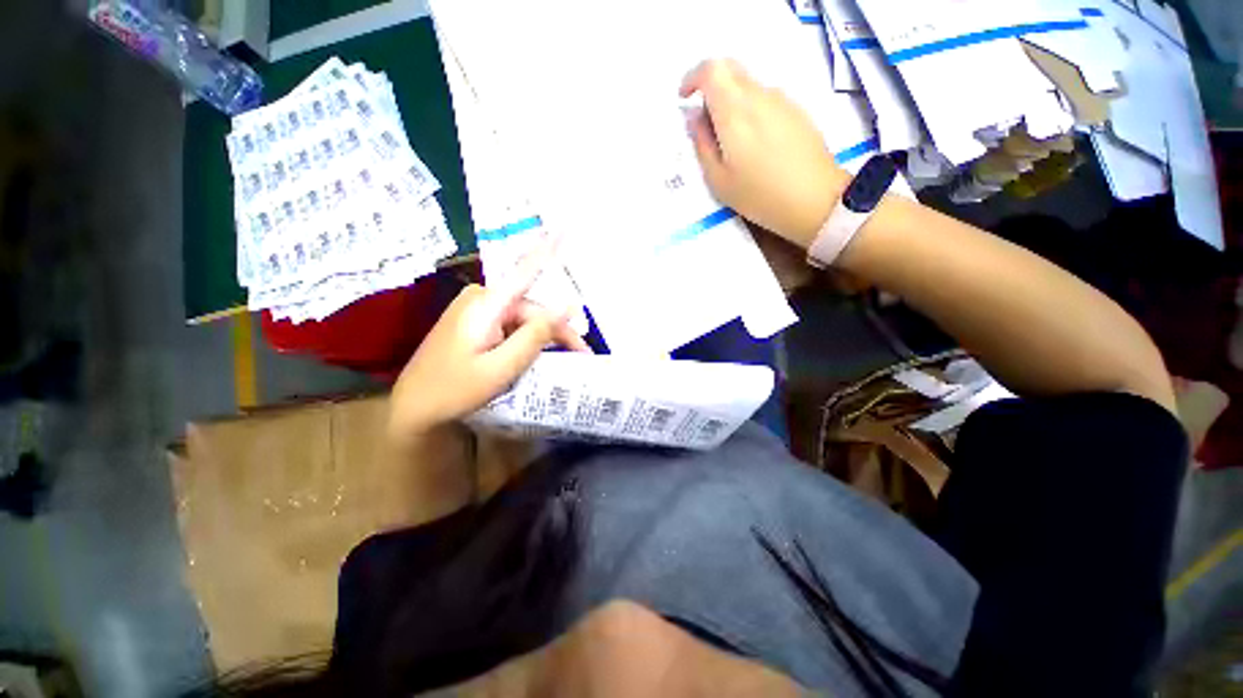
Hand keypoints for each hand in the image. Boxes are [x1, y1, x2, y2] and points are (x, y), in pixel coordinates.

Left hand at [388, 247, 588, 441]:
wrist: (414, 408)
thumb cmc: (455, 390)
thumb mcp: (501, 368)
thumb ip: (535, 336)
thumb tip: (567, 305)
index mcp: (485, 305)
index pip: (523, 271)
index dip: (547, 250)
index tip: (565, 227)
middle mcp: (481, 299)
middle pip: (532, 309)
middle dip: (558, 330)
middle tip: (582, 355)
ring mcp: (477, 310)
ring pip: (524, 319)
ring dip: (546, 337)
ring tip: (567, 357)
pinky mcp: (476, 322)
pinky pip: (512, 325)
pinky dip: (529, 339)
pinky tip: (540, 354)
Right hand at [681, 59, 849, 245]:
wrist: (815, 199)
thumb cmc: (760, 195)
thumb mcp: (719, 180)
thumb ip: (702, 145)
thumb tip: (694, 118)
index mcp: (735, 110)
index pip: (711, 69)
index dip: (693, 78)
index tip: (685, 98)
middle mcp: (759, 95)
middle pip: (730, 69)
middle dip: (710, 86)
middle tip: (706, 121)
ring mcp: (781, 100)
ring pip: (749, 85)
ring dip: (732, 102)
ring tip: (732, 144)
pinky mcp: (796, 111)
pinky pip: (765, 99)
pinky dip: (751, 110)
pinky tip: (755, 146)